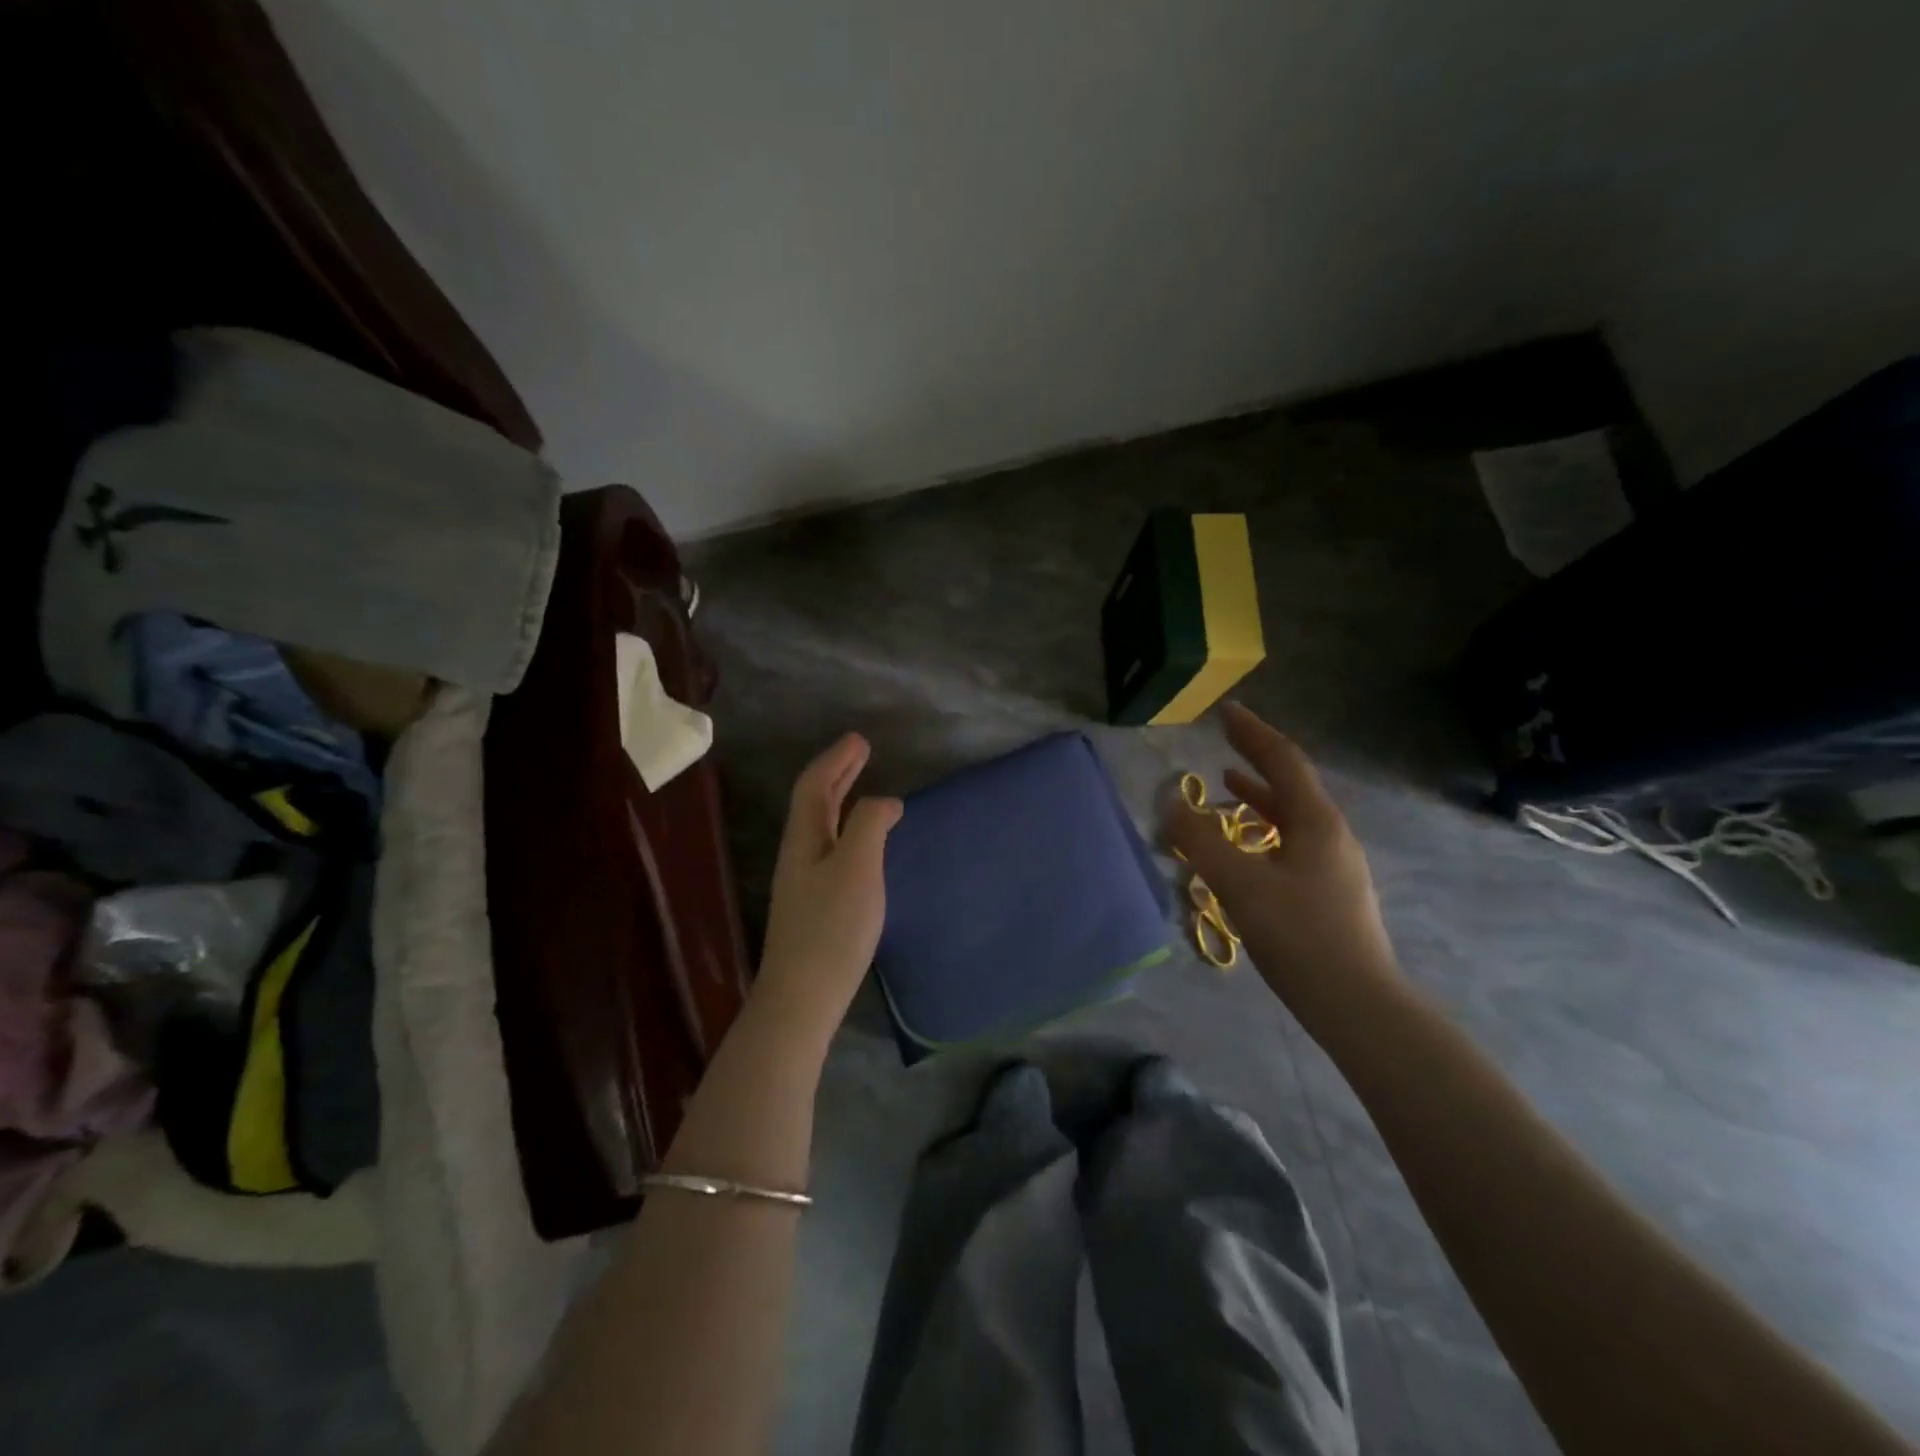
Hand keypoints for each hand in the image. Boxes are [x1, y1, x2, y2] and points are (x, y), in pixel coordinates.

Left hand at [754, 733, 902, 1039]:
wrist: (803, 995)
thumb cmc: (832, 927)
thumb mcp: (857, 868)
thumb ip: (869, 826)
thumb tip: (884, 802)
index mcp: (804, 838)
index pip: (814, 785)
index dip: (836, 759)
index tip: (860, 740)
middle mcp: (799, 853)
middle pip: (814, 802)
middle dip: (838, 774)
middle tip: (861, 752)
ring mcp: (804, 881)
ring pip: (821, 825)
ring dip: (841, 798)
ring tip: (863, 785)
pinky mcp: (814, 903)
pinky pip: (830, 846)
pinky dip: (847, 827)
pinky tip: (862, 842)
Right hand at [1164, 703, 1402, 1030]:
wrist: (1357, 1004)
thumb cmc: (1300, 936)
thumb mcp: (1240, 884)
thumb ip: (1200, 842)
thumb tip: (1169, 804)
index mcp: (1316, 822)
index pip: (1283, 761)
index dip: (1252, 733)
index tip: (1226, 711)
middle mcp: (1331, 834)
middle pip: (1292, 782)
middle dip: (1256, 757)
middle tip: (1225, 738)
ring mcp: (1334, 864)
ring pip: (1292, 814)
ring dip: (1260, 794)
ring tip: (1227, 784)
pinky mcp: (1329, 891)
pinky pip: (1292, 840)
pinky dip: (1265, 827)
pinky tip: (1247, 845)